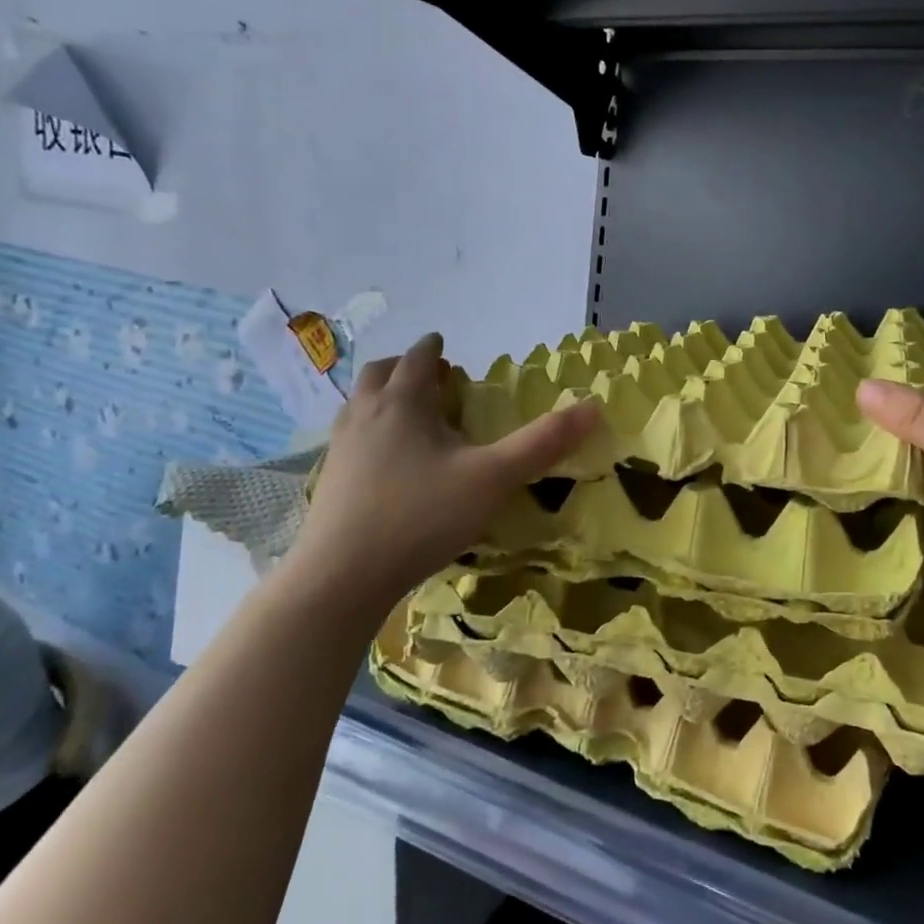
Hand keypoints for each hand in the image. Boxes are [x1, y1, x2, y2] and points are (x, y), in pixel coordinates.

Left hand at [293, 333, 598, 606]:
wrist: (342, 576)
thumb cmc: (422, 516)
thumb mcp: (494, 478)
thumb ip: (542, 443)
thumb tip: (593, 407)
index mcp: (402, 403)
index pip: (417, 359)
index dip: (433, 349)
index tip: (445, 347)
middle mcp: (365, 415)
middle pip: (380, 374)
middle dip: (404, 368)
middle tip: (431, 379)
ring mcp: (341, 448)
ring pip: (359, 405)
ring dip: (384, 397)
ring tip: (411, 415)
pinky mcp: (330, 481)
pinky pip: (351, 437)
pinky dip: (371, 430)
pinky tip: (388, 461)